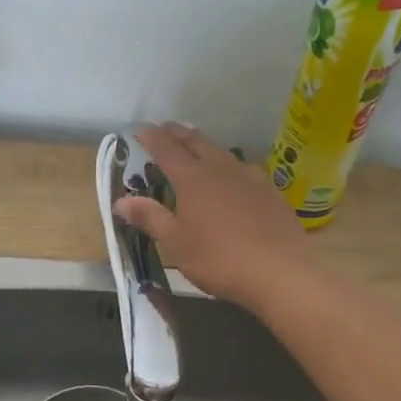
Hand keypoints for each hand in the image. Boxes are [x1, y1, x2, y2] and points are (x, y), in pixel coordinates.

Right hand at [115, 123, 310, 312]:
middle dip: (178, 133)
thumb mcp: (176, 244)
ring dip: (204, 145)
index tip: (140, 128)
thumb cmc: (218, 259)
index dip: (152, 137)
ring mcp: (249, 178)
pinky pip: (243, 168)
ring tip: (196, 143)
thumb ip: (150, 218)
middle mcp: (221, 169)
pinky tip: (232, 174)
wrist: (280, 272)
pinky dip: (228, 164)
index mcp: (193, 179)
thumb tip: (121, 201)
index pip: (167, 150)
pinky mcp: (270, 192)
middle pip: (196, 143)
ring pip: (222, 152)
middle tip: (166, 127)